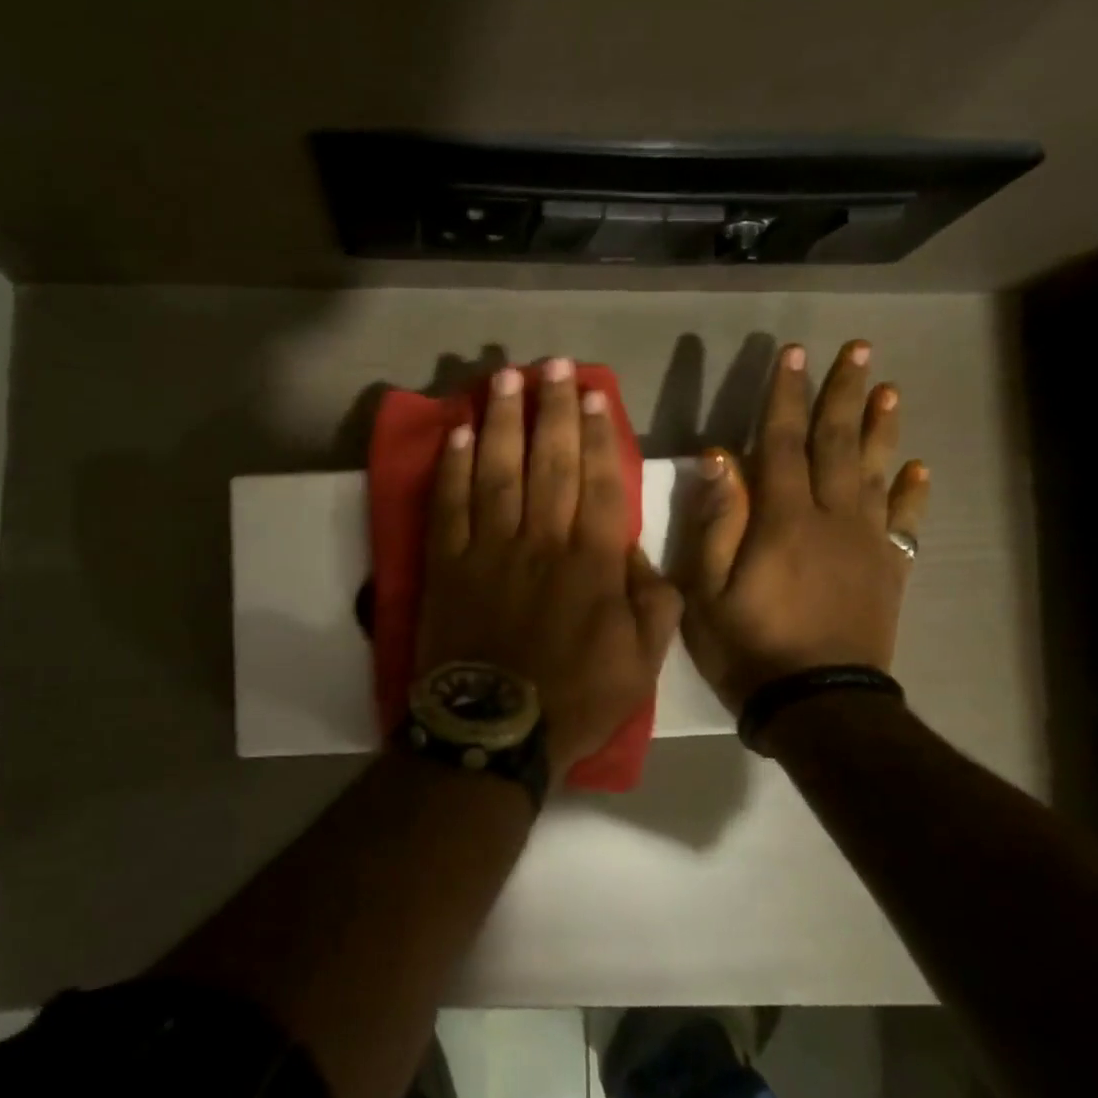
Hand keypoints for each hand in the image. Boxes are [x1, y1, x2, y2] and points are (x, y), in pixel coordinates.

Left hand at [417, 359, 684, 783]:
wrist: (494, 731)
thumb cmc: (573, 700)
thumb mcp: (642, 664)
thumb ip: (652, 603)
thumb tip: (639, 553)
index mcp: (592, 564)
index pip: (600, 483)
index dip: (598, 434)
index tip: (594, 395)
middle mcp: (542, 542)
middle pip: (550, 463)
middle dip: (552, 410)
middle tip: (551, 366)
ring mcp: (489, 549)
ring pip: (498, 471)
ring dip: (502, 422)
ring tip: (504, 379)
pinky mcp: (446, 564)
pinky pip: (449, 506)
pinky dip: (452, 468)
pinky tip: (456, 435)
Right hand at [676, 340, 929, 709]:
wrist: (817, 702)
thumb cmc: (747, 645)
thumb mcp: (707, 588)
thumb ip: (717, 520)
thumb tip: (720, 458)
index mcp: (783, 519)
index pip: (783, 442)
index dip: (787, 396)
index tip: (794, 354)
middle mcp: (832, 518)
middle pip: (838, 444)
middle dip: (844, 393)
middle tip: (858, 349)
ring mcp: (866, 543)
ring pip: (876, 473)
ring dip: (880, 429)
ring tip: (889, 389)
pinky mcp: (887, 570)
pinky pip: (904, 522)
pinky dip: (911, 493)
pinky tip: (917, 468)